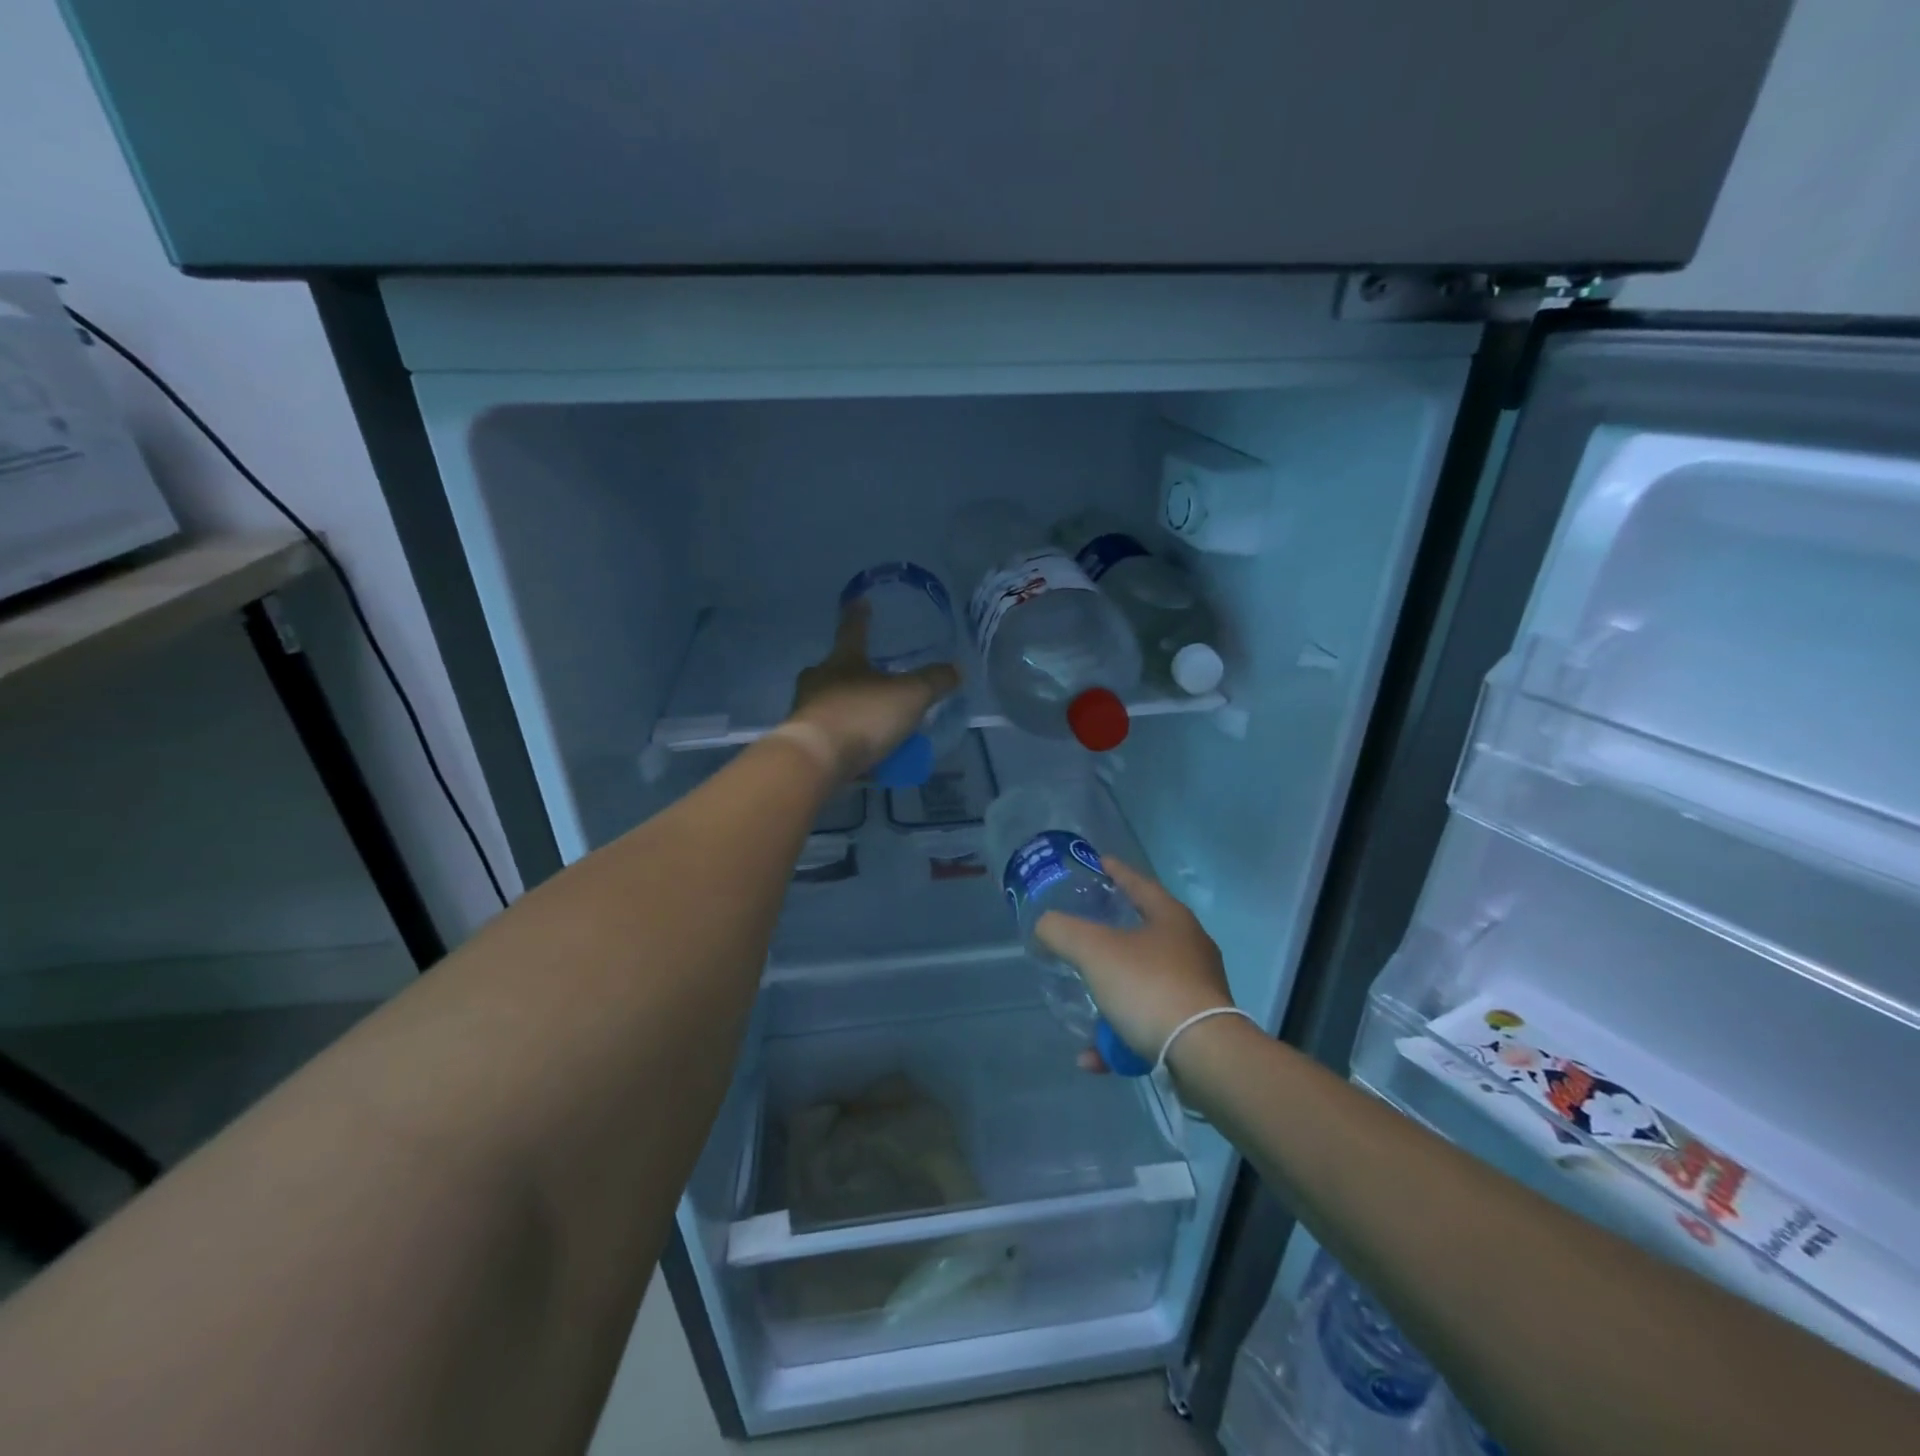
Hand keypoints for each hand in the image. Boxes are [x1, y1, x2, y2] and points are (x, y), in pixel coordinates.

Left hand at [789, 600, 960, 778]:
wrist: (816, 760)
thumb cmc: (863, 715)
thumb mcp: (910, 696)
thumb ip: (934, 682)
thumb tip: (956, 668)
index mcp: (842, 661)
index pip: (853, 630)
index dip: (859, 615)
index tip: (859, 599)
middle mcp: (819, 681)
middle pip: (837, 670)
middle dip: (855, 673)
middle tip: (875, 681)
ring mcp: (807, 712)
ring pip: (833, 705)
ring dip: (853, 711)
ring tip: (877, 728)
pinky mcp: (804, 743)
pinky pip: (832, 737)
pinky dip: (849, 742)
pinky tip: (867, 758)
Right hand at [1035, 860, 1233, 1071]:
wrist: (1203, 1055)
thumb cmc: (1149, 986)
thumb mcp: (1093, 950)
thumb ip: (1061, 930)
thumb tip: (1045, 926)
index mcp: (1172, 918)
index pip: (1139, 883)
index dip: (1116, 871)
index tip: (1098, 862)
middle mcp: (1190, 948)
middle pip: (1143, 932)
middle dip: (1110, 936)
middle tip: (1082, 932)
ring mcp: (1196, 989)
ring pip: (1142, 983)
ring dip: (1109, 996)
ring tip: (1081, 1006)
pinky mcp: (1196, 1027)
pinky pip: (1147, 1023)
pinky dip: (1119, 1037)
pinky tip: (1093, 1056)